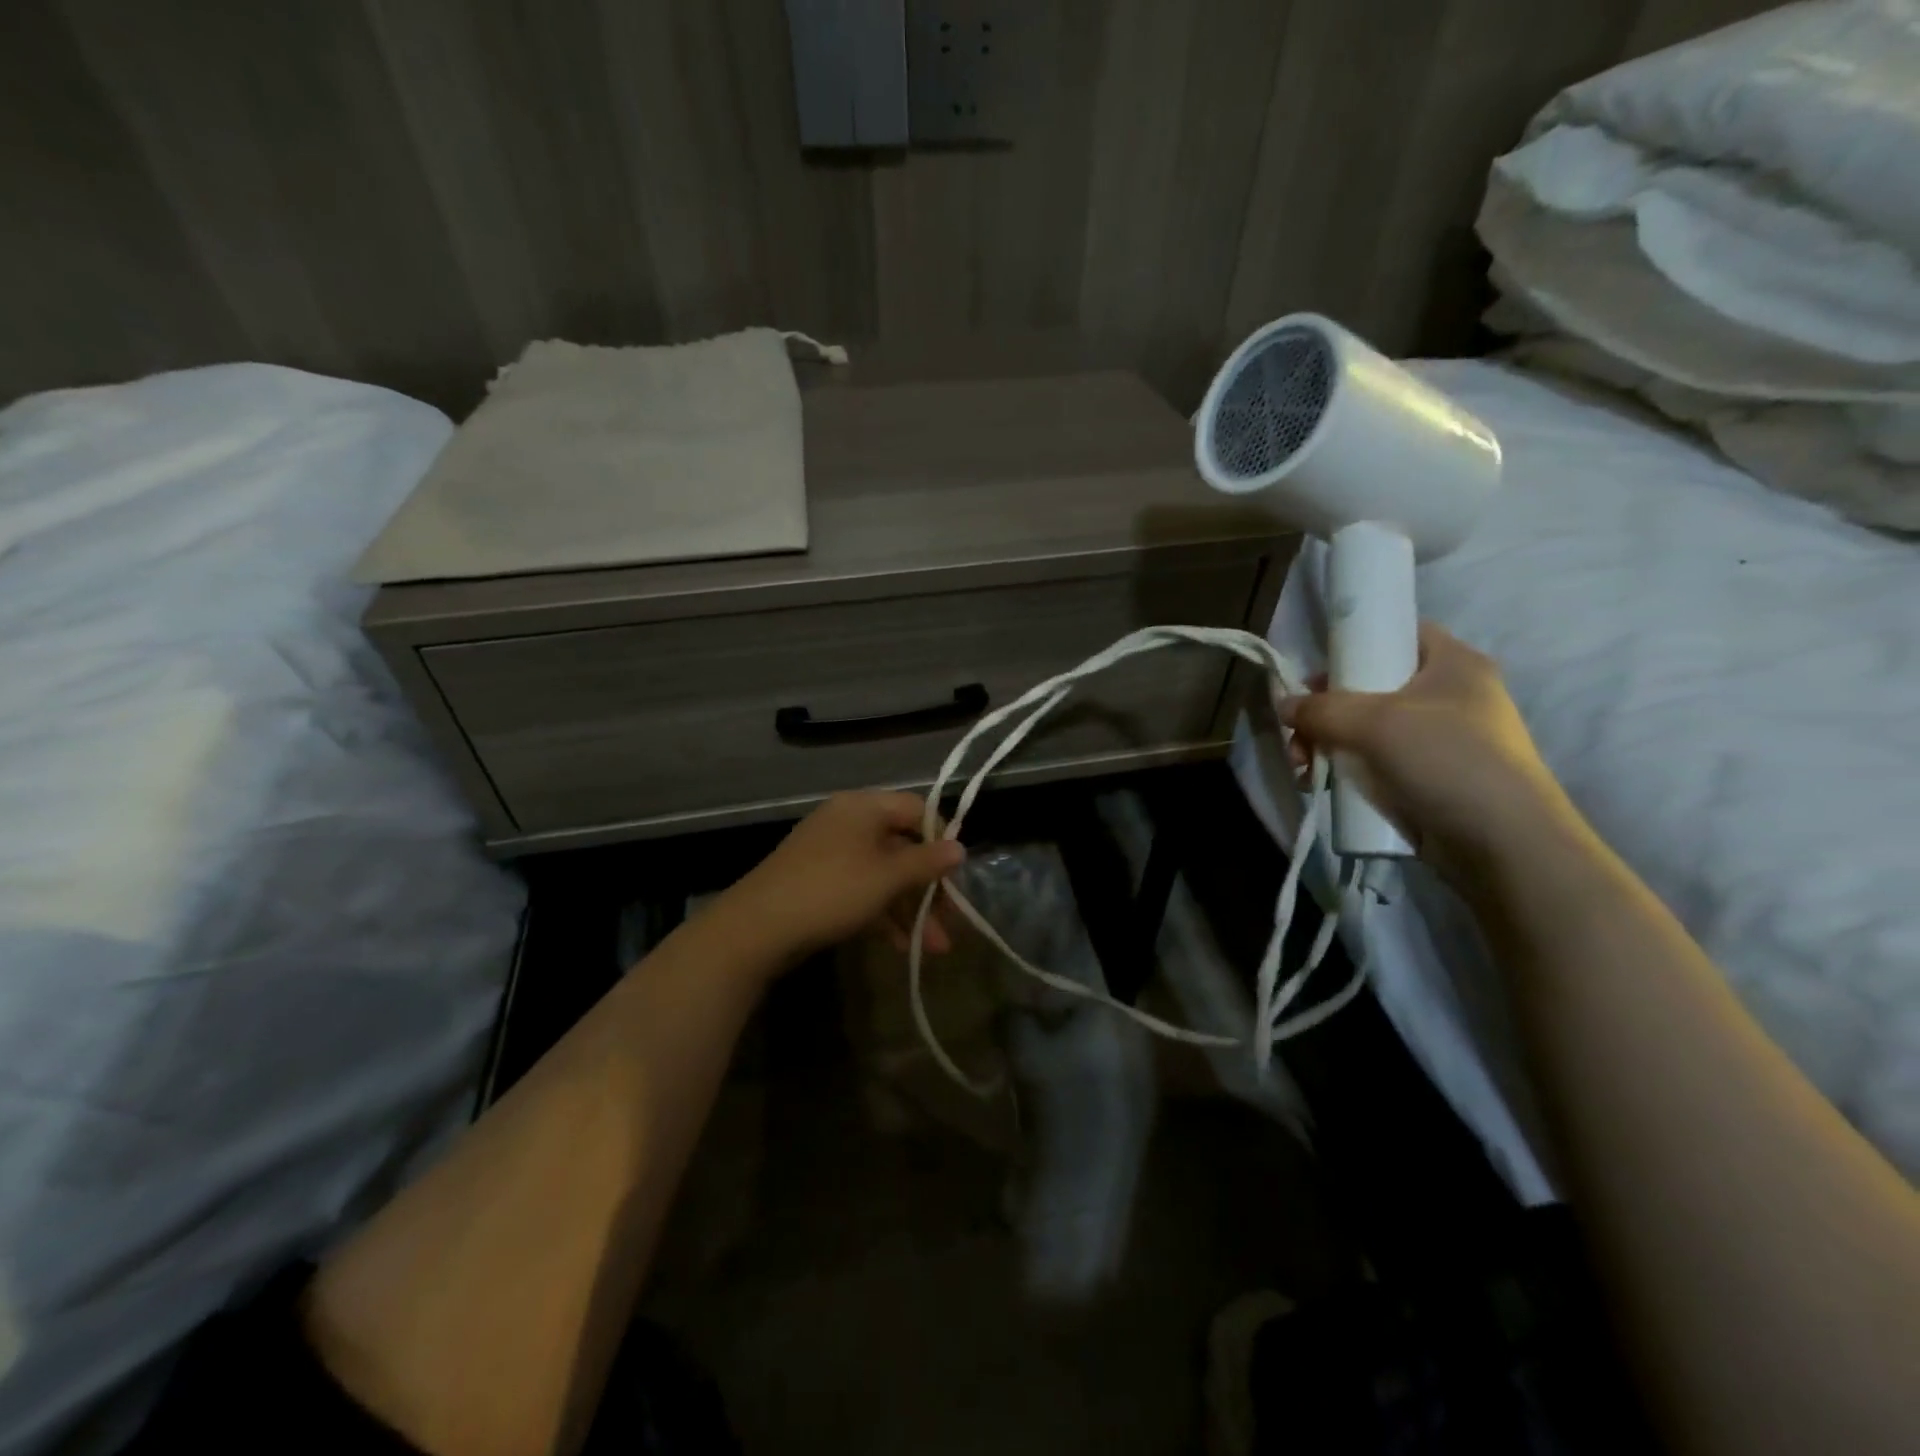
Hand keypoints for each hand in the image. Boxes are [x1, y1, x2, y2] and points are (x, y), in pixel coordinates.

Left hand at [724, 792, 964, 962]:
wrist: (757, 927)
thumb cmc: (833, 890)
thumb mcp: (887, 877)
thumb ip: (927, 862)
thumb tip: (960, 847)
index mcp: (863, 807)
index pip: (916, 809)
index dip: (940, 839)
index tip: (955, 874)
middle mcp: (848, 822)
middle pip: (902, 846)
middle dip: (928, 887)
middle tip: (950, 921)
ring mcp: (831, 854)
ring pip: (884, 874)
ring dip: (910, 908)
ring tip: (934, 948)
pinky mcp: (819, 883)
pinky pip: (862, 890)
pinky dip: (883, 914)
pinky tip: (902, 946)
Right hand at [1279, 622, 1576, 882]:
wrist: (1502, 844)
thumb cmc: (1446, 760)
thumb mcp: (1375, 723)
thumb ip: (1321, 708)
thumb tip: (1283, 705)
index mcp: (1453, 664)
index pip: (1398, 633)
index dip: (1354, 644)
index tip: (1316, 673)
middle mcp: (1448, 696)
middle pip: (1370, 685)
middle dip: (1324, 709)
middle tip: (1297, 732)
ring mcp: (1439, 739)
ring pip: (1365, 728)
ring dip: (1325, 743)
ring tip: (1303, 767)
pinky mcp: (1428, 777)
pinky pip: (1373, 761)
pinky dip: (1343, 768)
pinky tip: (1318, 783)